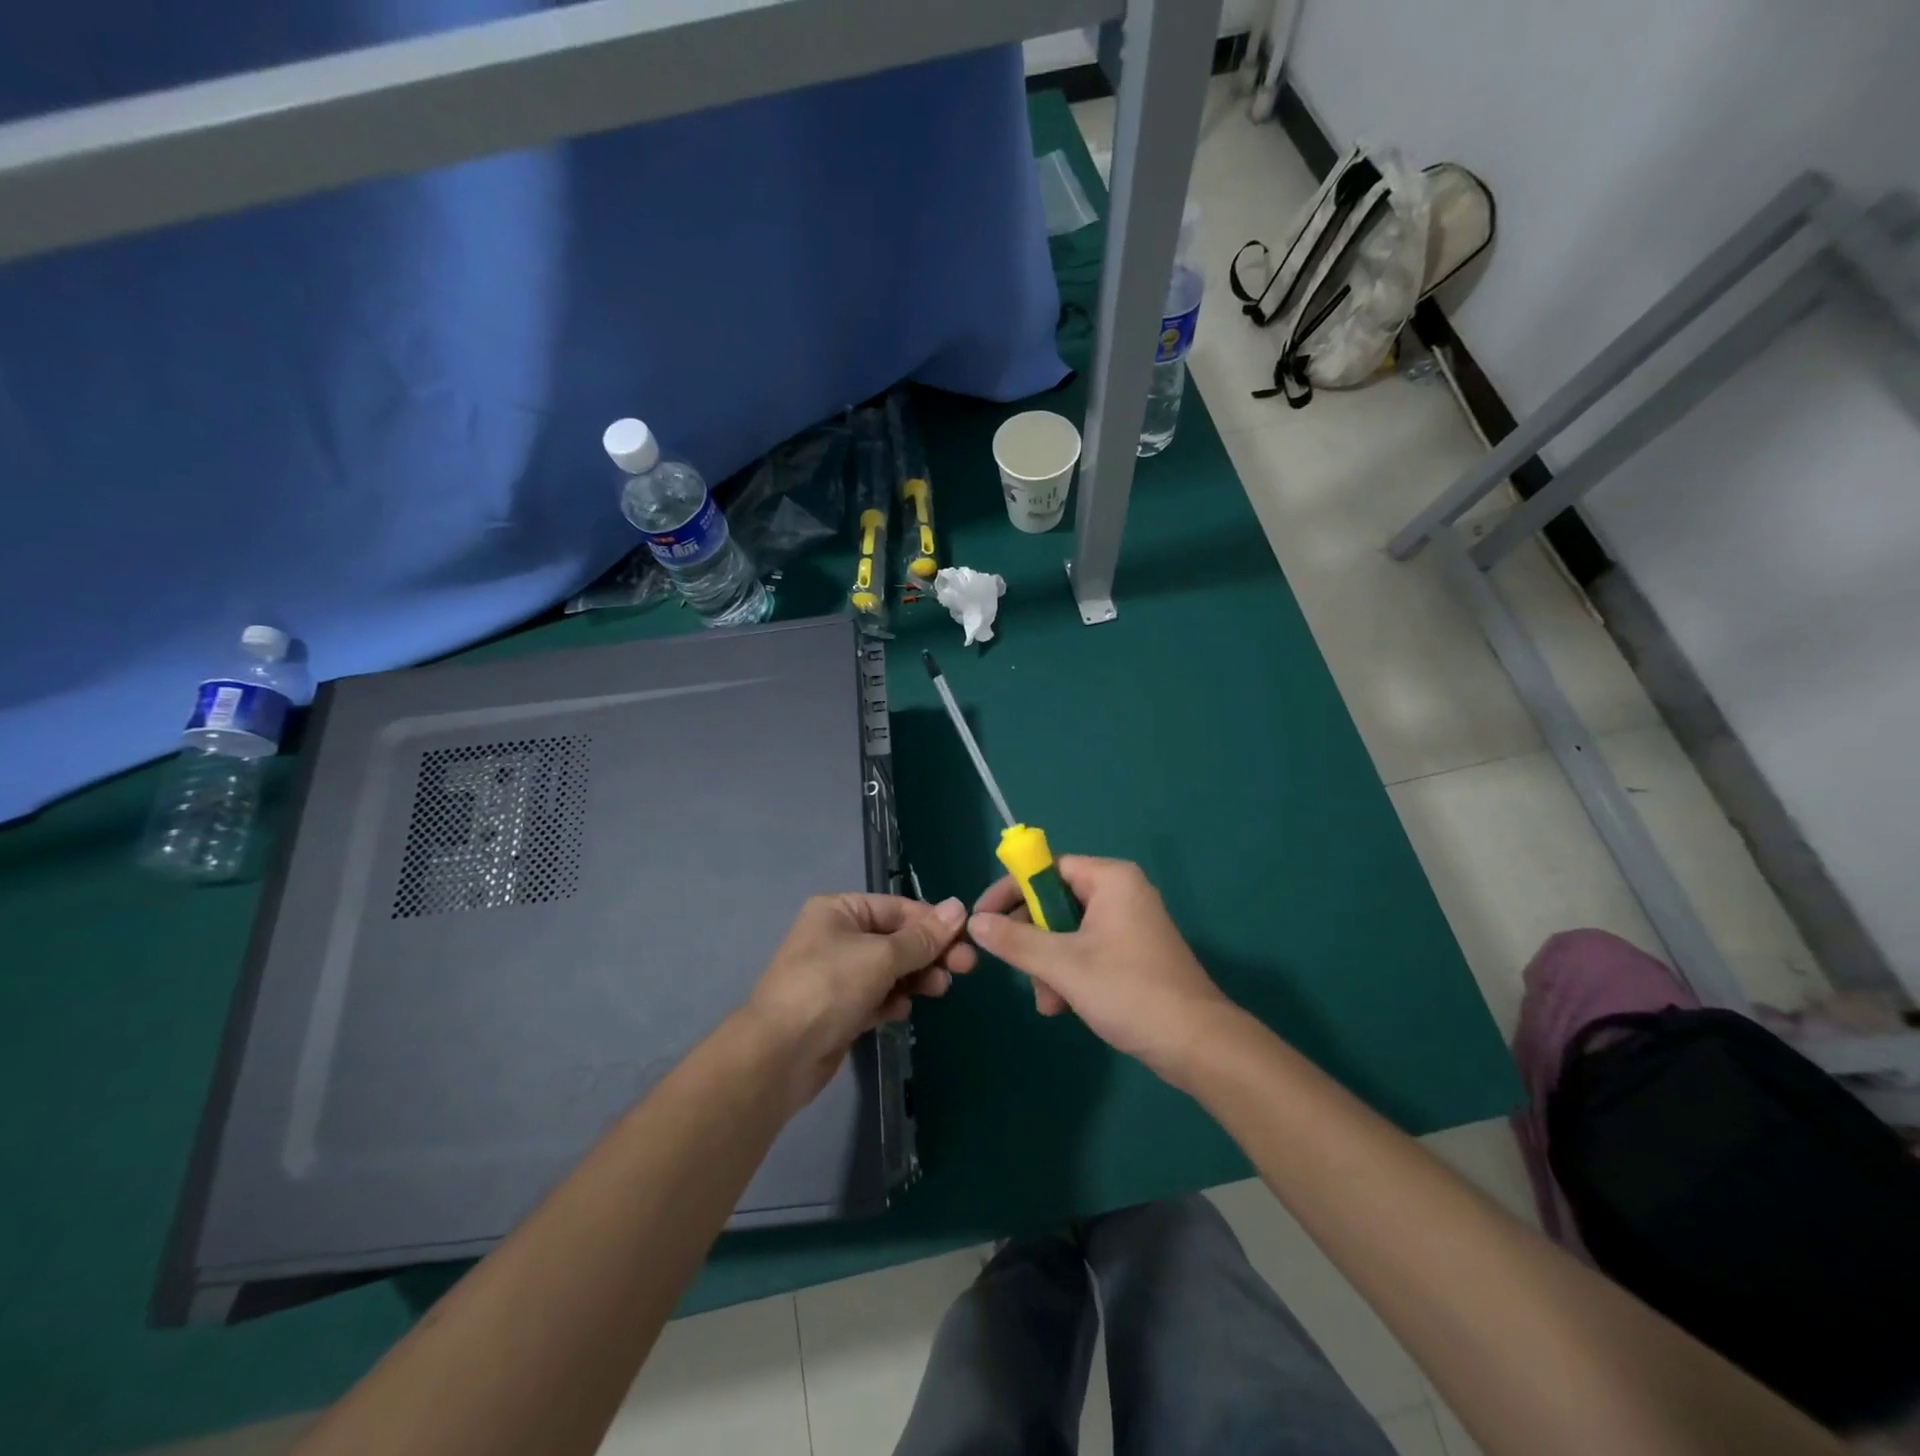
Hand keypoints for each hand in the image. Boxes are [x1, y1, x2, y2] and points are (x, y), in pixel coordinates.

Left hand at [744, 893, 974, 1107]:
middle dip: (929, 953)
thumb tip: (958, 907)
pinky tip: (901, 1012)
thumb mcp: (881, 957)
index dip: (933, 922)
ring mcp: (837, 975)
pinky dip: (892, 1001)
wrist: (779, 1056)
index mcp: (839, 911)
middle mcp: (837, 936)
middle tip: (965, 968)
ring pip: (889, 970)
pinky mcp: (839, 1009)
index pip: (897, 908)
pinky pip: (876, 996)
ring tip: (939, 990)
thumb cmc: (829, 988)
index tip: (966, 938)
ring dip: (915, 978)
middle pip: (896, 939)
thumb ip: (923, 937)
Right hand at [968, 856, 1233, 1080]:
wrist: (1198, 1044)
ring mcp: (1129, 924)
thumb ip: (1015, 941)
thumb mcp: (1063, 965)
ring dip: (1048, 964)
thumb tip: (974, 923)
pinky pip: (1087, 950)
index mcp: (1110, 879)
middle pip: (1055, 902)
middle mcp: (1121, 893)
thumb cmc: (1129, 990)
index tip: (982, 918)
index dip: (1010, 891)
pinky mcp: (1134, 953)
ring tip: (1048, 1001)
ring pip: (1068, 932)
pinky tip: (1062, 1006)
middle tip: (1017, 968)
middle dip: (1032, 940)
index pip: (1046, 869)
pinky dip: (1069, 974)